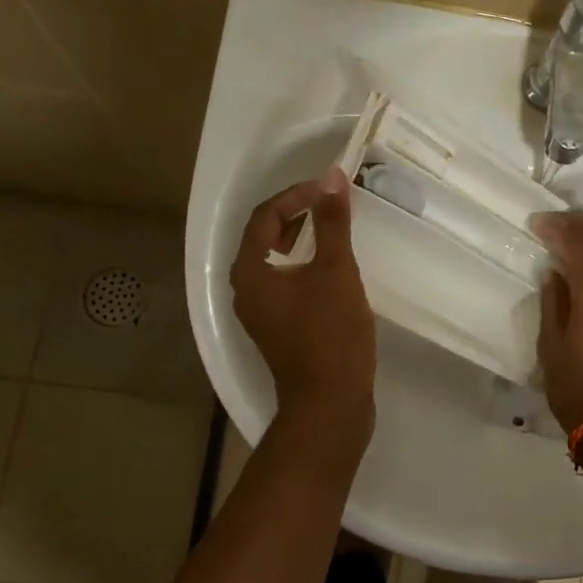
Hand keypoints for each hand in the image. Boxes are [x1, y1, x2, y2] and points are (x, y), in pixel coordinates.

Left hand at [231, 170, 376, 433]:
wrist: (330, 403)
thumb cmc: (330, 334)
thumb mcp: (335, 271)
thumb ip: (332, 223)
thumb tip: (331, 178)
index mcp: (250, 273)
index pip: (264, 217)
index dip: (295, 196)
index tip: (328, 188)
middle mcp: (246, 290)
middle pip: (264, 238)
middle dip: (295, 214)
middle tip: (328, 203)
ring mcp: (261, 313)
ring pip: (274, 262)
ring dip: (299, 239)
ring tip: (330, 228)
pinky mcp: (278, 329)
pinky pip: (284, 283)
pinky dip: (303, 265)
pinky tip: (330, 267)